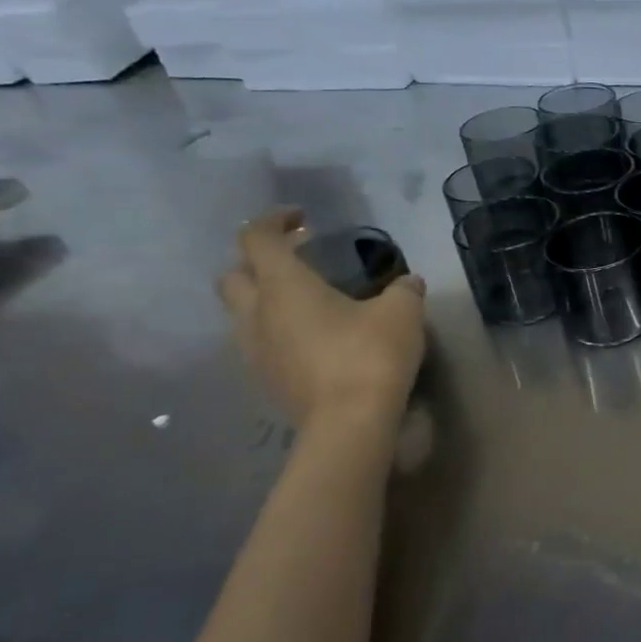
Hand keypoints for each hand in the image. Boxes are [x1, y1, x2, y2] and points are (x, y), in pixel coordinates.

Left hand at [217, 210, 426, 424]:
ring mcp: (256, 351)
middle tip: (296, 260)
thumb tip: (407, 283)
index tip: (301, 218)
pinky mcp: (267, 381)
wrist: (349, 423)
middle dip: (258, 262)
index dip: (273, 221)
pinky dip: (277, 331)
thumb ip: (403, 290)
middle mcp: (257, 315)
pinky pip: (259, 343)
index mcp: (284, 287)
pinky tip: (314, 338)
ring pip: (241, 314)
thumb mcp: (402, 312)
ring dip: (264, 300)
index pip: (256, 239)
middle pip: (233, 276)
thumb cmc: (371, 355)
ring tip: (306, 302)